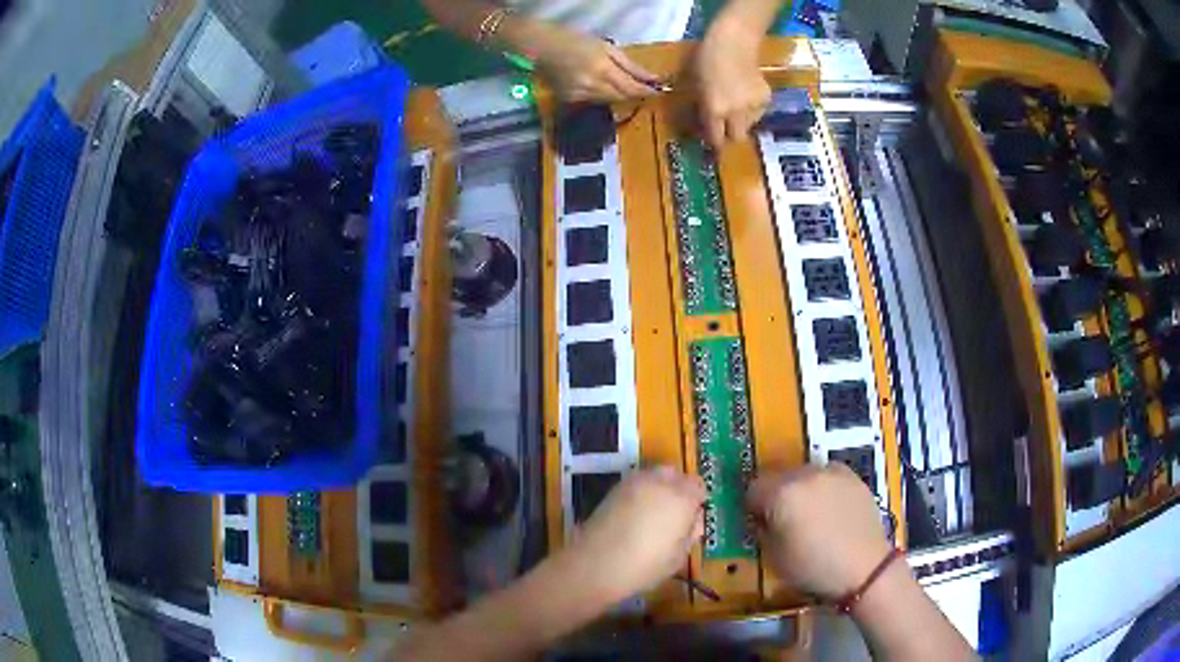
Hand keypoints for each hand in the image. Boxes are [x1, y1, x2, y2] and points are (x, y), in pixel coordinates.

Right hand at [526, 20, 658, 101]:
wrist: (541, 46)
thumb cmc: (574, 39)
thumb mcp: (606, 47)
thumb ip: (630, 65)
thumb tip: (652, 78)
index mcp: (603, 69)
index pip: (632, 88)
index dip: (647, 92)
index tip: (660, 91)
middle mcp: (592, 86)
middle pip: (622, 97)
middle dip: (634, 93)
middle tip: (646, 89)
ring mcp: (579, 95)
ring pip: (608, 100)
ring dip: (618, 94)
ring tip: (622, 84)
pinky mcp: (569, 99)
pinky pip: (593, 100)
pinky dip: (600, 94)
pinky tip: (598, 84)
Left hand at [560, 467, 704, 603]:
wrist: (595, 564)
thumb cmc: (644, 566)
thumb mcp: (678, 557)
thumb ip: (690, 534)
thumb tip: (693, 522)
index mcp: (682, 498)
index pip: (698, 486)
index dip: (697, 501)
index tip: (691, 519)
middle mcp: (660, 482)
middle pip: (676, 475)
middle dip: (679, 490)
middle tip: (674, 516)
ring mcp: (634, 482)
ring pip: (655, 475)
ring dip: (659, 488)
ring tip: (653, 515)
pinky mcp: (615, 488)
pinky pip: (636, 483)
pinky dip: (641, 493)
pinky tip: (635, 515)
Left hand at [694, 14, 771, 146]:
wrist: (733, 42)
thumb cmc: (705, 59)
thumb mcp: (694, 86)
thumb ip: (700, 108)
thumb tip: (702, 125)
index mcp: (715, 110)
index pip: (716, 138)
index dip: (712, 140)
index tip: (710, 138)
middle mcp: (736, 113)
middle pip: (737, 138)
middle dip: (729, 134)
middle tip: (724, 126)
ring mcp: (754, 107)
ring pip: (748, 125)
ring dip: (740, 120)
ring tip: (734, 103)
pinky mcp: (766, 98)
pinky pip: (758, 112)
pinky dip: (751, 108)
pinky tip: (745, 93)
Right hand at [747, 465, 892, 599]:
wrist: (864, 567)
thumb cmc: (813, 568)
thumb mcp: (774, 556)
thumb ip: (763, 529)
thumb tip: (764, 518)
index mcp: (781, 494)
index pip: (754, 488)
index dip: (754, 506)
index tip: (761, 522)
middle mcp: (805, 474)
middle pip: (779, 476)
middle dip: (777, 495)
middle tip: (785, 520)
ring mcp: (832, 472)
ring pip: (805, 473)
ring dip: (801, 489)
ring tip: (811, 514)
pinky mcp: (853, 476)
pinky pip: (828, 475)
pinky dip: (824, 487)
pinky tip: (832, 510)